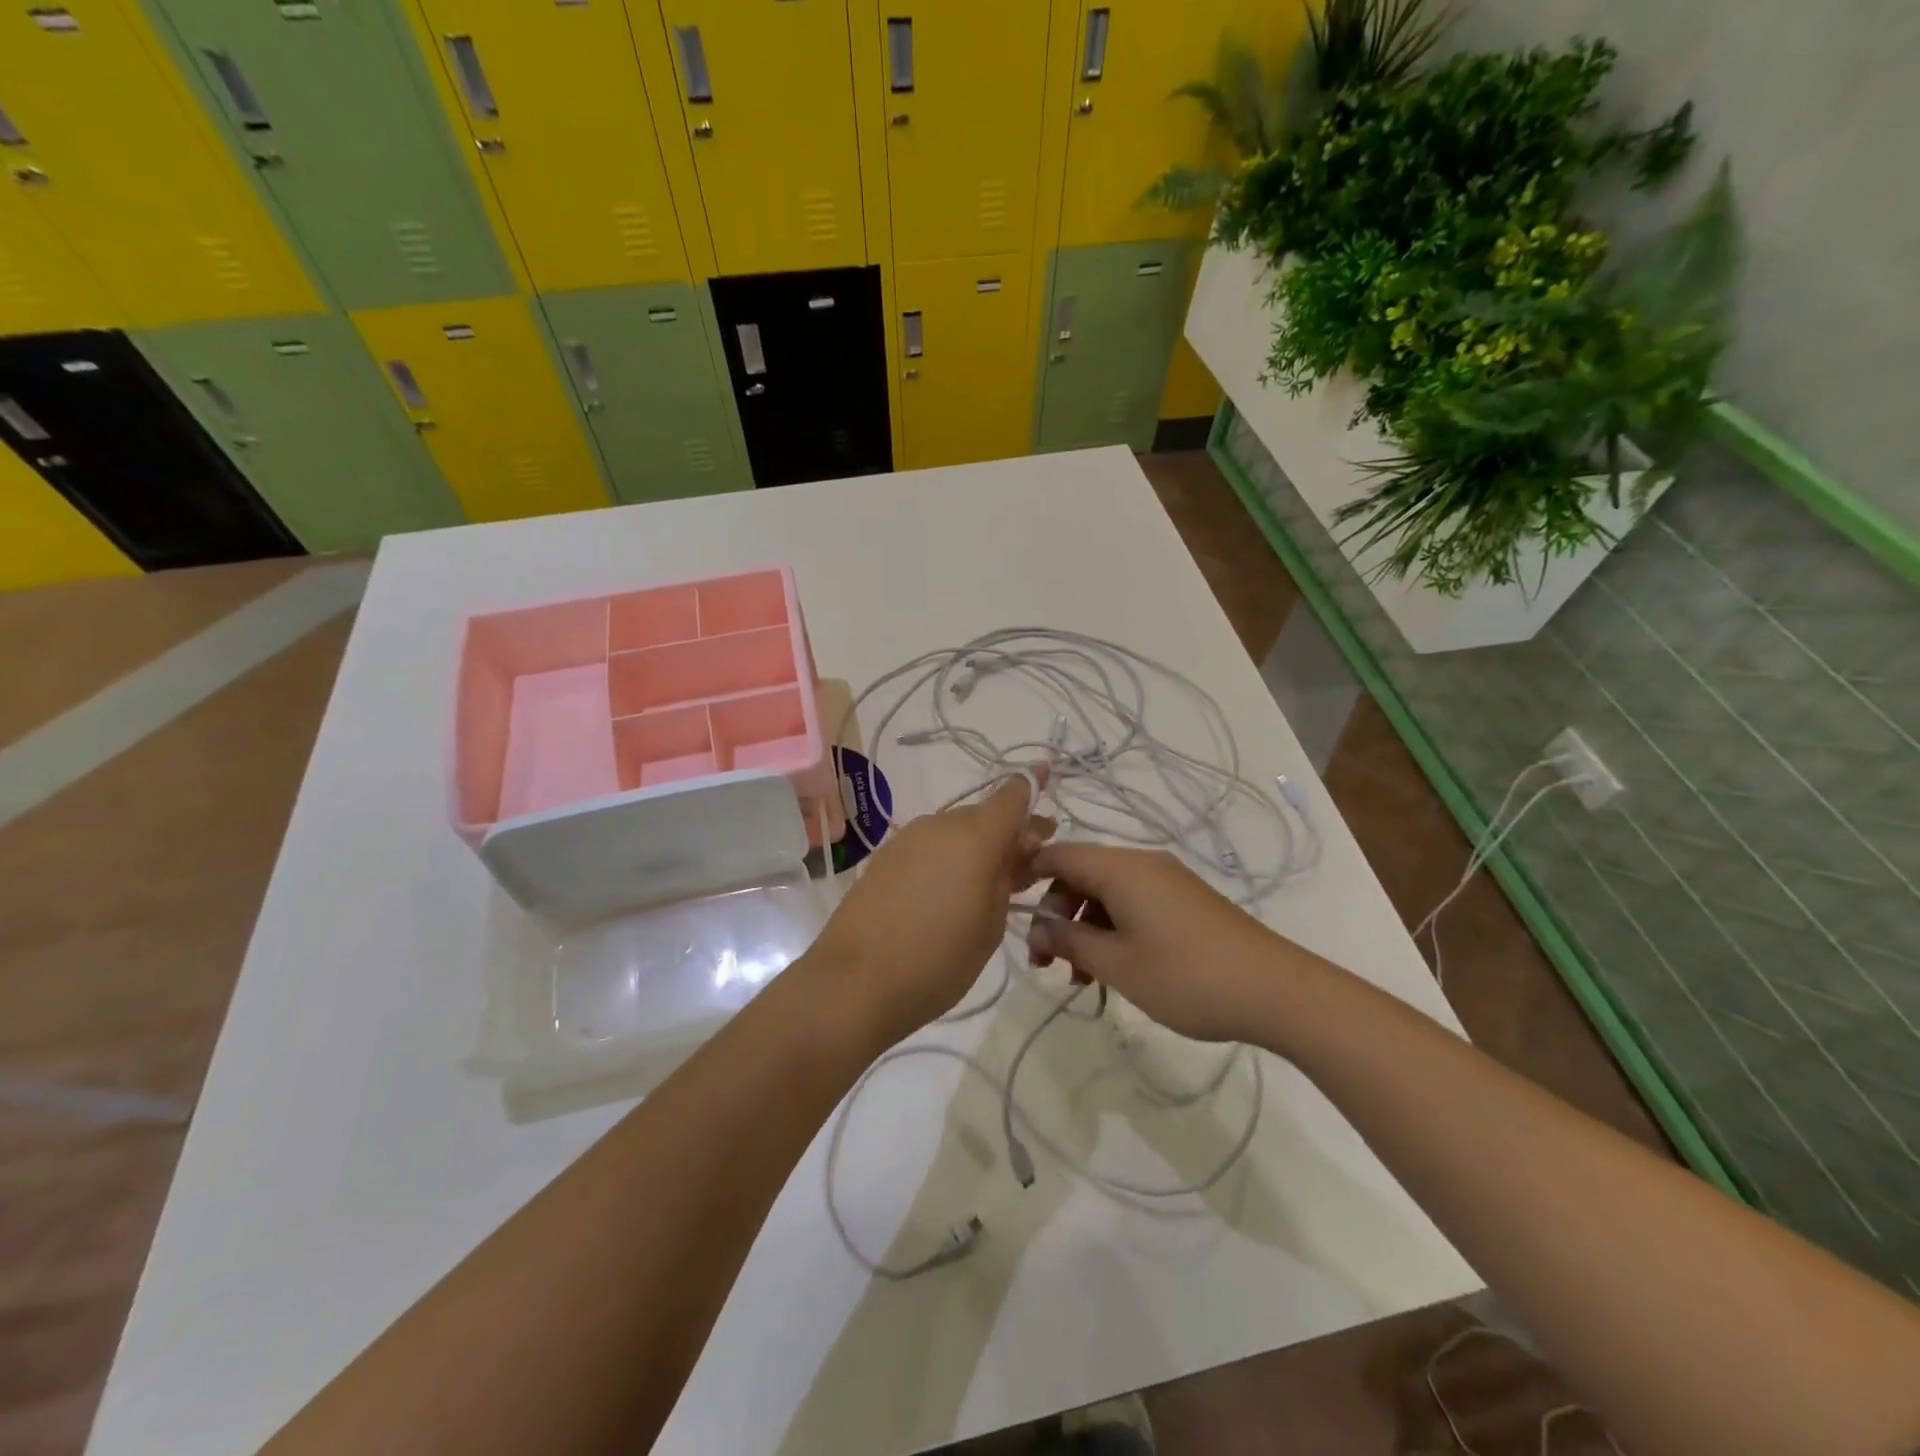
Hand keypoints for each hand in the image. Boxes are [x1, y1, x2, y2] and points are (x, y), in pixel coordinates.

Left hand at [806, 774, 1051, 1047]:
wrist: (853, 982)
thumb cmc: (938, 959)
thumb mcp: (991, 925)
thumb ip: (1007, 878)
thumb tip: (1017, 849)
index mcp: (975, 836)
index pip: (1012, 794)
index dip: (1033, 783)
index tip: (1047, 776)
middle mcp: (940, 825)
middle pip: (984, 816)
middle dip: (1008, 833)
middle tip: (1025, 866)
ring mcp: (907, 839)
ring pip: (954, 832)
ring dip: (975, 848)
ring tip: (986, 885)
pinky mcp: (884, 858)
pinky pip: (928, 847)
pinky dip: (946, 859)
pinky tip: (946, 892)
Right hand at [1026, 843, 1302, 1042]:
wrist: (1276, 991)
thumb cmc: (1186, 975)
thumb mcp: (1117, 964)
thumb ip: (1070, 941)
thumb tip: (1038, 928)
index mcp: (1121, 868)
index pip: (1058, 855)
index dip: (1027, 876)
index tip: (1007, 911)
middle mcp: (1142, 864)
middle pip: (1081, 874)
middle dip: (1056, 913)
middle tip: (1045, 962)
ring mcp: (1167, 882)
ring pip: (1106, 893)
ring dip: (1084, 927)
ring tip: (1078, 977)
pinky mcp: (1185, 902)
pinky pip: (1133, 904)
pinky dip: (1112, 930)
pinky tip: (1113, 970)